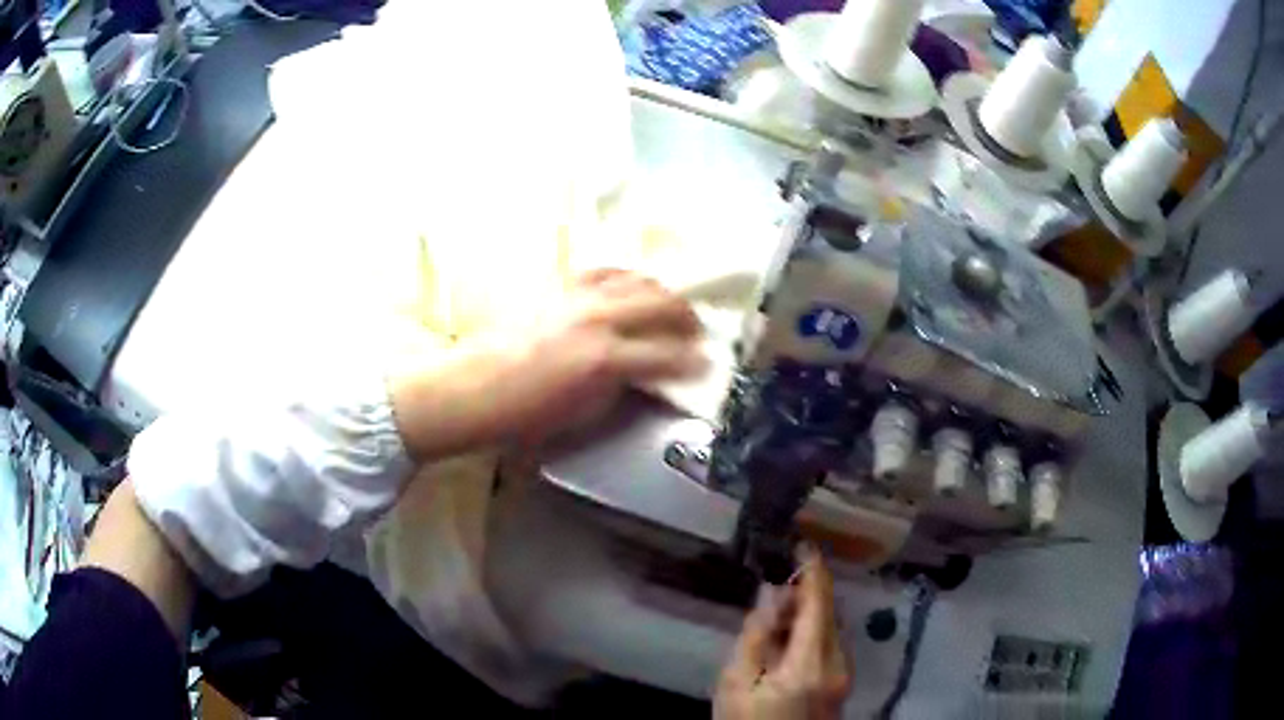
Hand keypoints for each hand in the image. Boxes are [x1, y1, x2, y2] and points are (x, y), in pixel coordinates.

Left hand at [390, 269, 704, 459]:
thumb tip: (646, 374)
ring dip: (661, 293)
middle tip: (696, 331)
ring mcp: (578, 296)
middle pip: (661, 304)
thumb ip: (623, 388)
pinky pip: (604, 271)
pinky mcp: (560, 285)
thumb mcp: (585, 414)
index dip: (693, 362)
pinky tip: (629, 288)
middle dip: (687, 318)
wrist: (477, 387)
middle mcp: (598, 318)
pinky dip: (625, 278)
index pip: (667, 355)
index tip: (706, 365)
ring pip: (637, 280)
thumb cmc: (528, 415)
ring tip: (669, 307)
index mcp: (606, 360)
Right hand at [715, 552, 850, 719]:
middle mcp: (839, 663)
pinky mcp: (841, 685)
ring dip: (807, 616)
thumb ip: (756, 637)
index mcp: (811, 662)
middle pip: (829, 614)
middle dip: (805, 595)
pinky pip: (829, 646)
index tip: (803, 542)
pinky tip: (786, 646)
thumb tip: (771, 594)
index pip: (819, 603)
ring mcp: (845, 676)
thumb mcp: (737, 685)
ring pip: (831, 629)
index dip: (813, 570)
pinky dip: (811, 635)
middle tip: (771, 594)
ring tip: (772, 623)